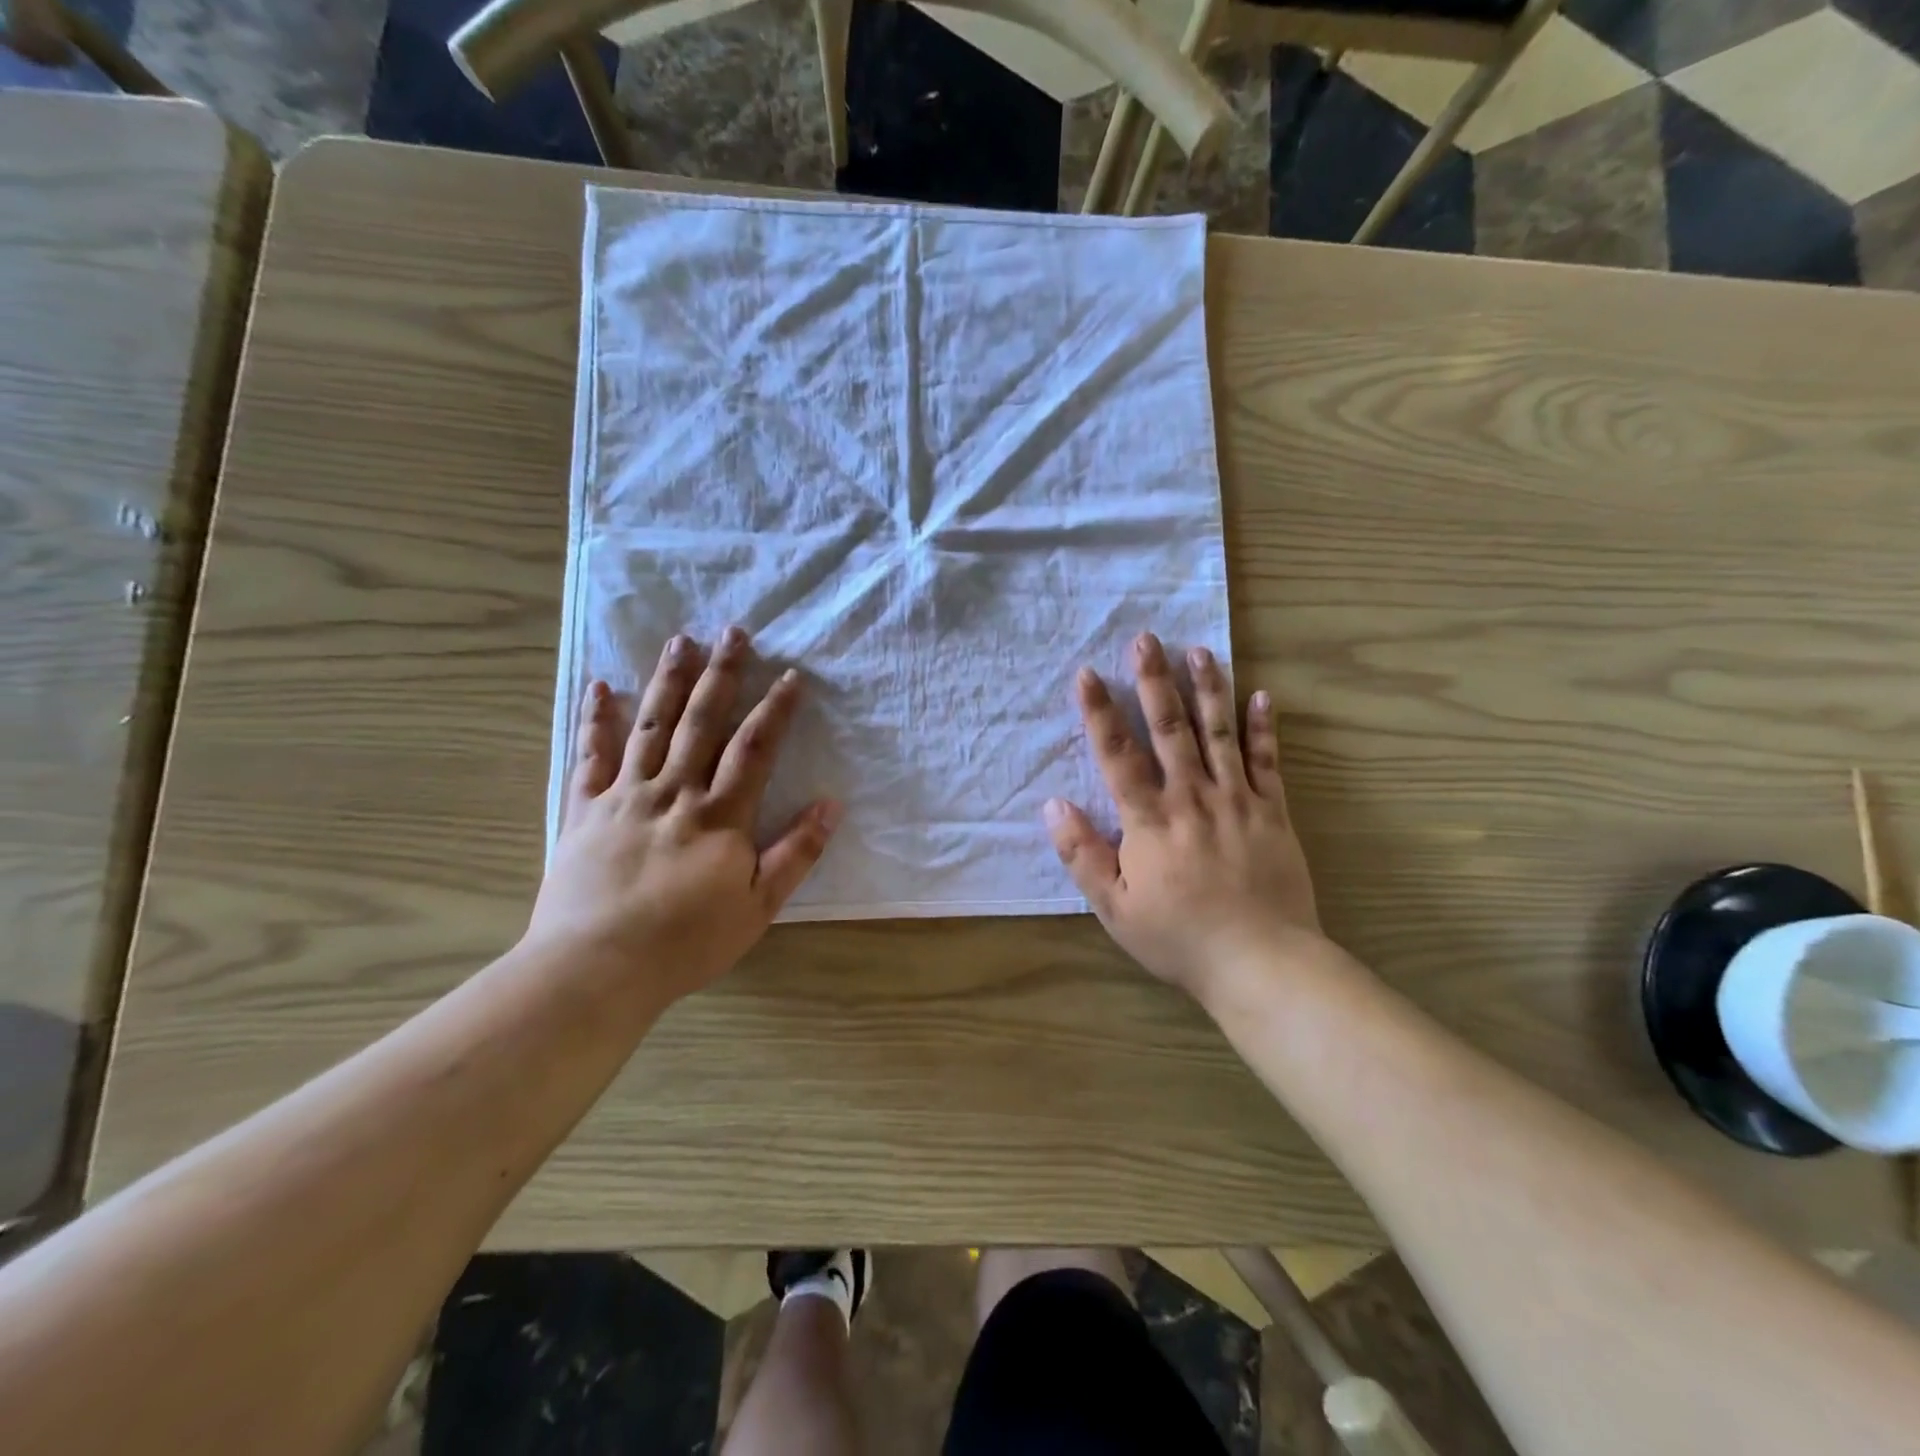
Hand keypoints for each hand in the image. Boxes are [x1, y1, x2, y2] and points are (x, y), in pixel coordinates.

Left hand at [525, 627, 839, 1007]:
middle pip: (702, 721)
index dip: (775, 709)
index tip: (790, 675)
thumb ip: (797, 853)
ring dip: (668, 680)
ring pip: (650, 725)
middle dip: (722, 674)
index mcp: (719, 814)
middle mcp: (673, 791)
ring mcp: (624, 795)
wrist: (595, 968)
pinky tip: (601, 686)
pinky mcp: (583, 809)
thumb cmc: (686, 942)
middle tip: (734, 631)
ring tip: (681, 640)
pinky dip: (596, 719)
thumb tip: (831, 804)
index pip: (754, 748)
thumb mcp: (758, 906)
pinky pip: (590, 755)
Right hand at [1043, 632, 1326, 1000]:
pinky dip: (1264, 727)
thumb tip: (1053, 805)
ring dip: (1207, 689)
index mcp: (1149, 820)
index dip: (1099, 712)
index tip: (1086, 673)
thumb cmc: (1178, 937)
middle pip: (1170, 728)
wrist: (1260, 962)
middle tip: (1146, 639)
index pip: (1117, 754)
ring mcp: (1237, 800)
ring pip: (1219, 733)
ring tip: (1199, 650)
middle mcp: (1191, 797)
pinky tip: (1262, 694)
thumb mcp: (1114, 907)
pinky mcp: (1273, 812)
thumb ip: (1081, 854)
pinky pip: (1268, 762)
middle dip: (1154, 681)